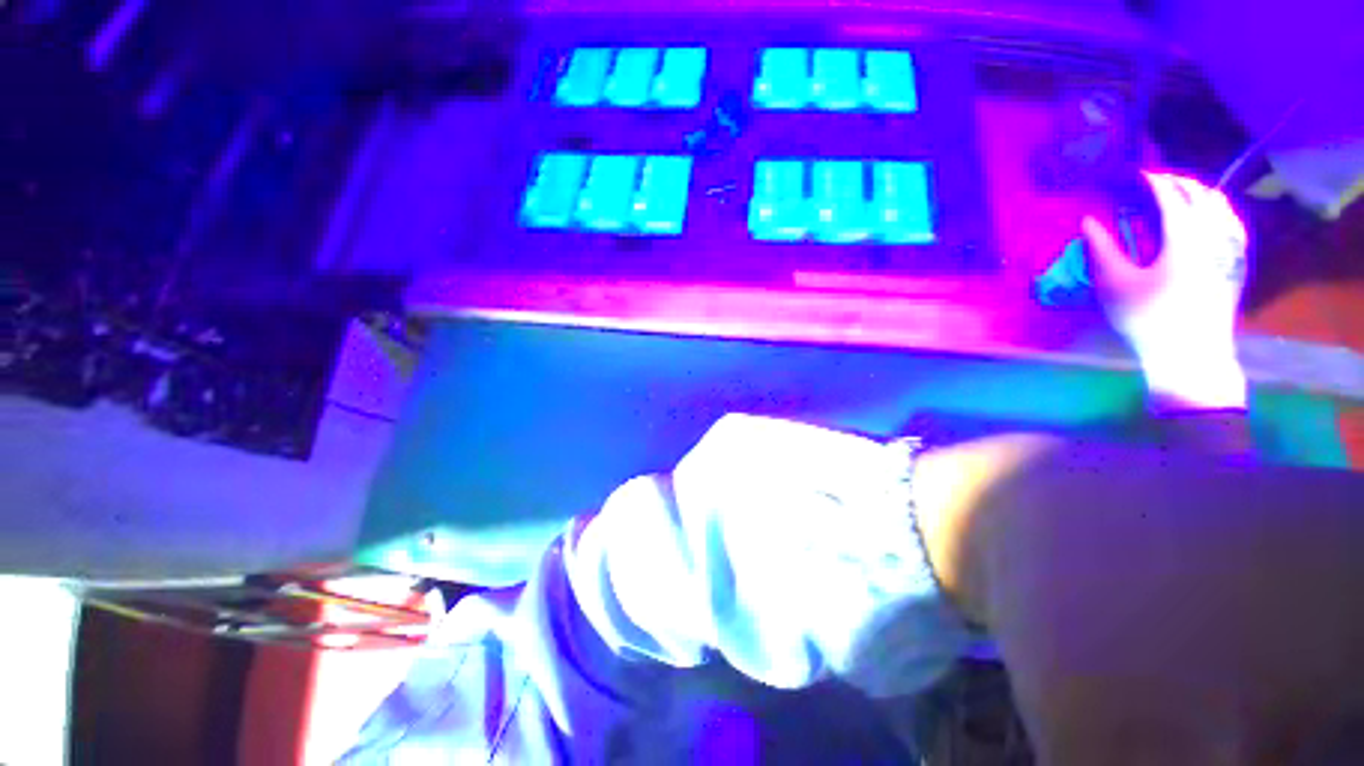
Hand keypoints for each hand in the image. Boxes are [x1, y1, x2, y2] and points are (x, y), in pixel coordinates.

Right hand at [1082, 172, 1249, 410]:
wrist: (1192, 354)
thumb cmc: (1148, 318)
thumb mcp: (1115, 285)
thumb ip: (1102, 249)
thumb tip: (1088, 221)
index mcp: (1184, 238)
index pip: (1171, 196)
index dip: (1154, 181)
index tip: (1137, 174)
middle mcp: (1213, 235)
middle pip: (1201, 194)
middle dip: (1179, 182)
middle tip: (1156, 181)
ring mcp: (1230, 248)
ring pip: (1221, 206)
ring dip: (1201, 193)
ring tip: (1181, 193)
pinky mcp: (1237, 262)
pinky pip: (1232, 223)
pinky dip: (1218, 210)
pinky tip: (1210, 215)